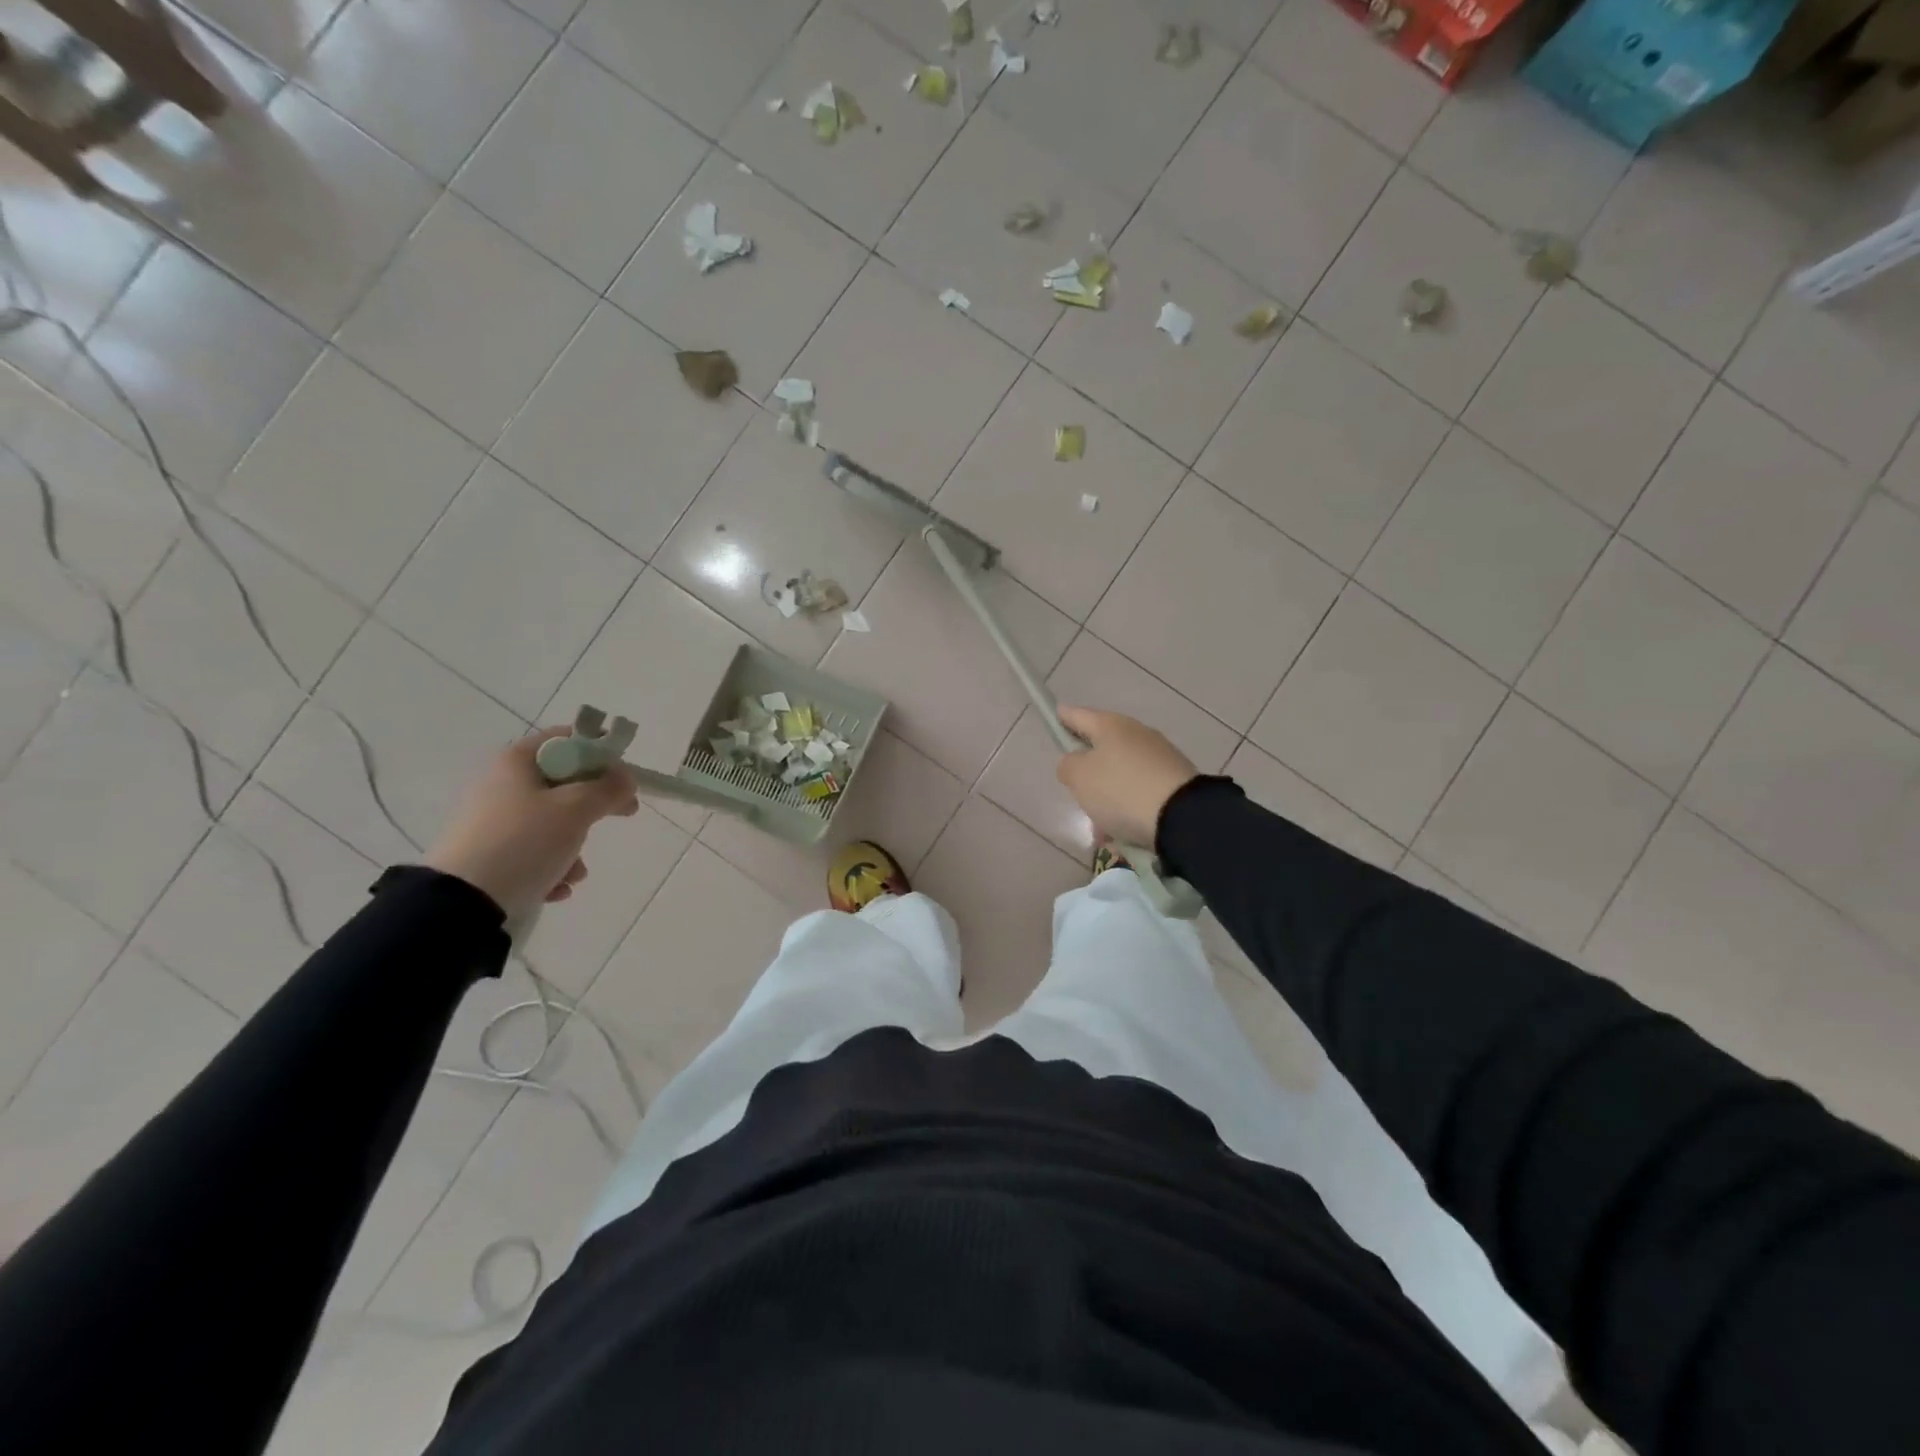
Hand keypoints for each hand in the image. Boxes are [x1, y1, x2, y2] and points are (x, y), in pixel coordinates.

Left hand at [424, 728, 639, 919]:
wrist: (462, 902)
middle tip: (625, 813)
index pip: (568, 739)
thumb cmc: (524, 841)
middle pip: (564, 783)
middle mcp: (502, 784)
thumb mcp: (576, 809)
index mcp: (517, 761)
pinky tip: (557, 888)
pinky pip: (534, 850)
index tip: (623, 776)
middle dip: (594, 804)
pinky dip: (552, 866)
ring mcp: (493, 820)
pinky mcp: (488, 853)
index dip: (601, 754)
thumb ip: (608, 788)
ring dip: (575, 845)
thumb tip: (626, 779)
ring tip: (576, 872)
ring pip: (553, 821)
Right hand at [1055, 706, 1198, 849]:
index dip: (1062, 717)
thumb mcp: (1079, 777)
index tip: (1054, 717)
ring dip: (1108, 796)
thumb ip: (1068, 765)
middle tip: (1077, 793)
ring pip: (1120, 773)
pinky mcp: (1174, 779)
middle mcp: (1136, 733)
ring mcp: (1159, 755)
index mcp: (1110, 725)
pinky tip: (1123, 832)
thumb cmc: (1121, 790)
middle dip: (1087, 770)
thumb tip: (1076, 762)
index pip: (1077, 715)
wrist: (1182, 816)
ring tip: (1101, 828)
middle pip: (1101, 747)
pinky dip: (1128, 807)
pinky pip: (1140, 790)